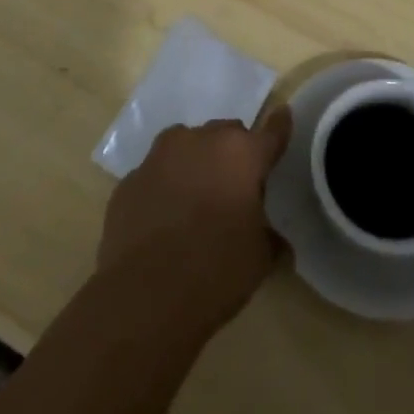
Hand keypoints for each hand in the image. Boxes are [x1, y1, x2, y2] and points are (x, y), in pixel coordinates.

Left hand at [97, 113, 291, 331]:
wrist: (143, 297)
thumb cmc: (215, 272)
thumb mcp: (259, 259)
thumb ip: (269, 236)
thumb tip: (273, 238)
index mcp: (241, 154)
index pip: (271, 132)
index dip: (279, 127)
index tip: (283, 116)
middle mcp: (200, 141)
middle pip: (225, 134)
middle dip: (233, 154)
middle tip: (235, 189)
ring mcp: (159, 156)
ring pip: (186, 145)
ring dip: (196, 162)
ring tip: (196, 199)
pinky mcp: (130, 178)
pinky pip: (156, 173)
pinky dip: (164, 186)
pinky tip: (163, 219)